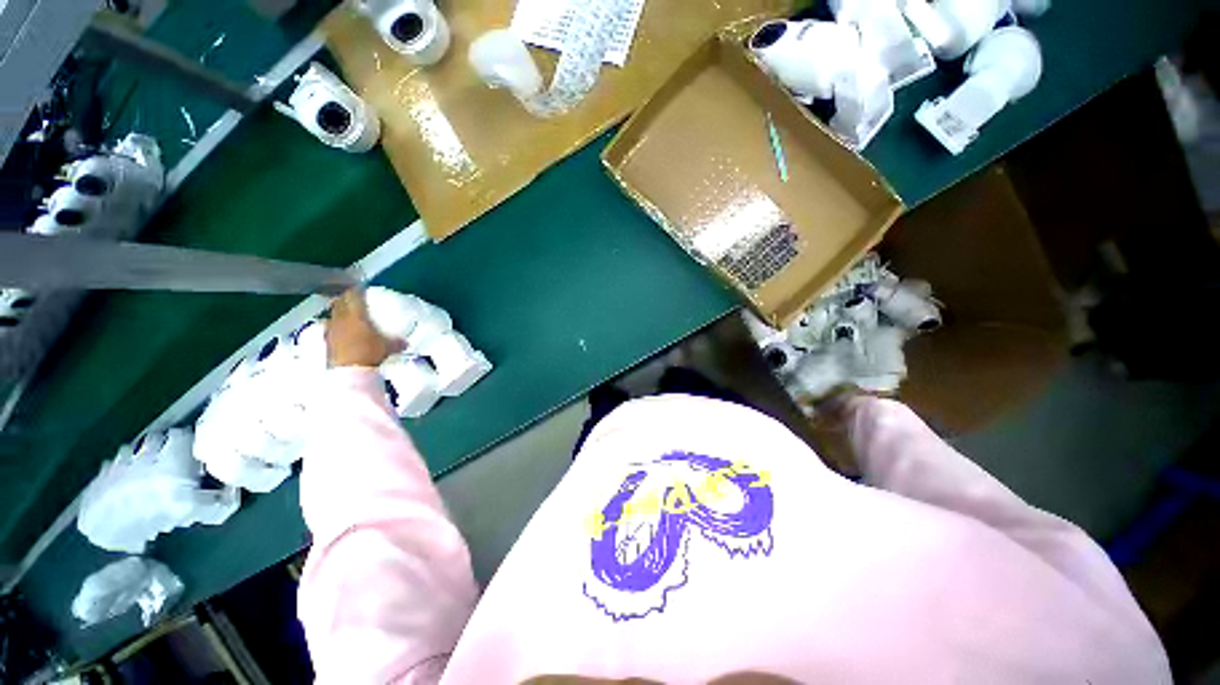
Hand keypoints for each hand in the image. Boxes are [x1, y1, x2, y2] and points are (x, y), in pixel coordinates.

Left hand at [325, 289, 401, 367]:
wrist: (350, 372)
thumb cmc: (370, 353)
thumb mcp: (389, 346)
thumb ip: (396, 341)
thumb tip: (406, 341)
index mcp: (355, 315)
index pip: (353, 296)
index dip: (358, 291)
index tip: (363, 289)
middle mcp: (340, 319)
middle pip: (340, 303)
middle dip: (347, 299)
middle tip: (356, 299)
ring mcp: (331, 330)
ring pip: (333, 314)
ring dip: (340, 312)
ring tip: (349, 314)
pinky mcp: (327, 341)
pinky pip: (331, 327)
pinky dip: (336, 326)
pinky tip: (343, 331)